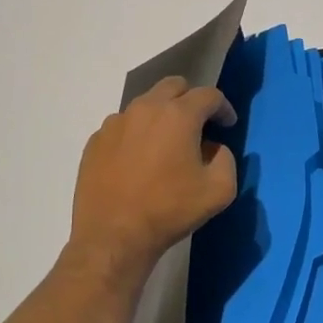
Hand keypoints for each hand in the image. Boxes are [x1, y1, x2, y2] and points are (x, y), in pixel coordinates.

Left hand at [69, 77, 238, 279]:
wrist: (113, 236)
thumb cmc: (170, 211)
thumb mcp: (219, 190)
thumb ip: (226, 159)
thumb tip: (213, 147)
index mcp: (178, 115)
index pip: (208, 95)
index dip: (223, 107)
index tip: (227, 125)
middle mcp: (145, 109)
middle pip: (173, 86)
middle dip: (191, 100)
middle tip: (198, 126)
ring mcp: (115, 123)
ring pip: (145, 104)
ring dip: (161, 116)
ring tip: (165, 145)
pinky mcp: (95, 141)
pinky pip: (122, 126)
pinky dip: (136, 134)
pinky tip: (138, 161)